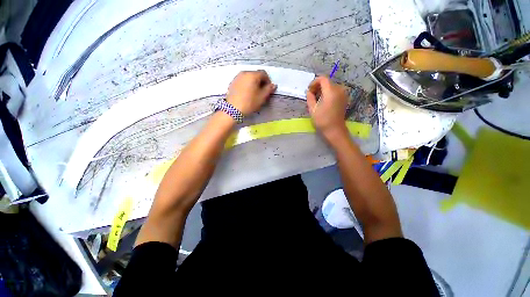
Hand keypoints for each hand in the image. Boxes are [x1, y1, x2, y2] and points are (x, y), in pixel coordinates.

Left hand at [226, 70, 276, 115]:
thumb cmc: (249, 103)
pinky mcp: (232, 83)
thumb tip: (273, 85)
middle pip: (255, 74)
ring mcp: (237, 77)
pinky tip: (246, 94)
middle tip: (262, 92)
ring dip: (253, 83)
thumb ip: (269, 89)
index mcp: (253, 75)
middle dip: (260, 82)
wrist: (233, 109)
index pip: (264, 73)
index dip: (268, 81)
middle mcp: (244, 73)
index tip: (268, 89)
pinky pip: (242, 81)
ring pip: (248, 78)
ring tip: (254, 93)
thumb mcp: (262, 97)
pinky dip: (246, 85)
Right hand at [306, 76, 349, 141]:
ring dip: (322, 90)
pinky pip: (335, 91)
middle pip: (327, 82)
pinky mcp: (344, 98)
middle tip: (311, 96)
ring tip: (316, 99)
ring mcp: (343, 94)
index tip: (309, 90)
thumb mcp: (312, 109)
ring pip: (331, 86)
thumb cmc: (322, 121)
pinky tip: (323, 101)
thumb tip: (309, 91)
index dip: (314, 82)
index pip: (323, 79)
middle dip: (318, 87)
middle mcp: (339, 90)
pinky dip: (328, 93)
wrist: (335, 130)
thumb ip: (310, 97)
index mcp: (331, 92)